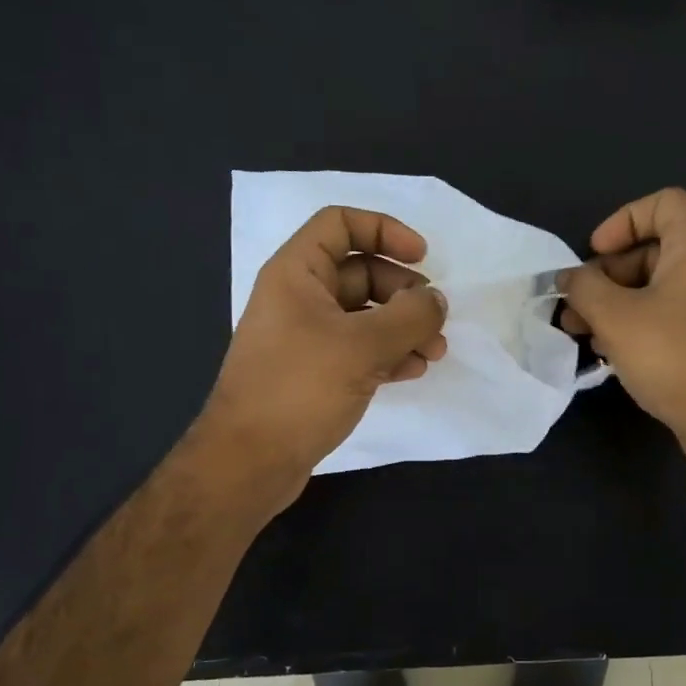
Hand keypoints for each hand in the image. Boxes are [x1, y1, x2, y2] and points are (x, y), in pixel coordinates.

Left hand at [196, 206, 447, 509]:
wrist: (249, 461)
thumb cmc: (299, 389)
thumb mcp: (362, 346)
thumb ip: (409, 317)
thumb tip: (437, 301)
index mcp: (297, 272)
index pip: (341, 224)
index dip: (385, 230)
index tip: (422, 257)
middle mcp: (299, 297)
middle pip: (361, 272)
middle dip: (404, 293)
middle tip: (434, 320)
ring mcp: (306, 336)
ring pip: (365, 315)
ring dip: (402, 328)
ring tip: (434, 354)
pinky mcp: (314, 371)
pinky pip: (358, 348)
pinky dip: (387, 354)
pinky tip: (412, 372)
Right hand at [559, 188, 685, 444]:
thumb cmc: (671, 356)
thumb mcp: (614, 317)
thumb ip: (584, 288)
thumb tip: (569, 278)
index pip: (664, 203)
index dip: (622, 221)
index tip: (595, 254)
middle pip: (656, 250)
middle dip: (608, 275)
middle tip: (577, 306)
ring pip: (662, 287)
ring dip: (618, 303)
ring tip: (584, 333)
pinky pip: (676, 313)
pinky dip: (643, 322)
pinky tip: (615, 352)